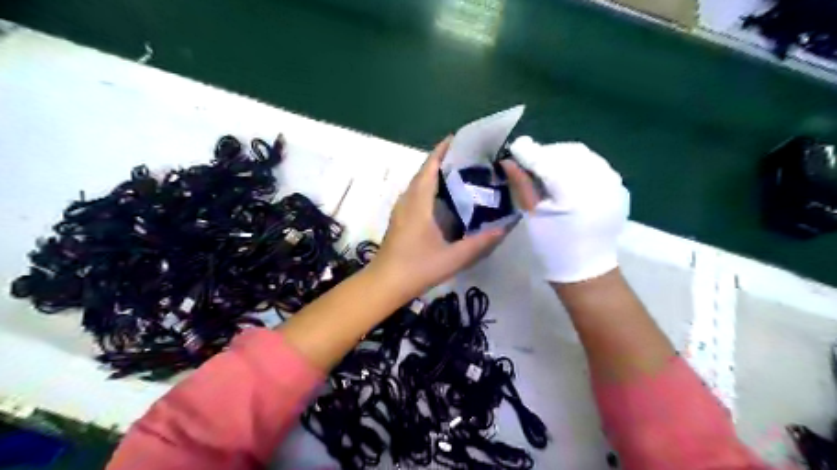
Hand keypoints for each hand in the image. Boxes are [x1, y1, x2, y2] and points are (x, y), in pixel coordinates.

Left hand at [373, 136, 501, 297]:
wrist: (384, 284)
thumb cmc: (417, 268)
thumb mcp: (453, 258)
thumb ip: (480, 243)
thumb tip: (504, 228)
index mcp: (419, 203)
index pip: (430, 167)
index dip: (442, 150)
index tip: (458, 138)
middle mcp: (408, 200)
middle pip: (424, 171)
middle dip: (442, 159)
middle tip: (468, 156)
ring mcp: (401, 209)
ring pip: (418, 182)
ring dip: (434, 172)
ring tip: (459, 172)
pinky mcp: (400, 218)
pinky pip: (415, 193)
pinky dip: (429, 186)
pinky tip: (444, 197)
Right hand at [495, 135, 626, 282]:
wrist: (586, 270)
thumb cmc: (553, 247)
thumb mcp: (533, 216)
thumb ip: (522, 185)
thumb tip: (508, 162)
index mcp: (573, 192)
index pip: (547, 160)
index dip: (530, 152)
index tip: (515, 148)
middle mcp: (598, 181)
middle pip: (568, 153)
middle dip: (547, 153)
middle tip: (531, 162)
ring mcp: (613, 184)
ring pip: (584, 156)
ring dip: (563, 157)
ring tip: (548, 168)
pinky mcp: (619, 189)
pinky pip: (597, 165)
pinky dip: (579, 165)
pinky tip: (569, 177)